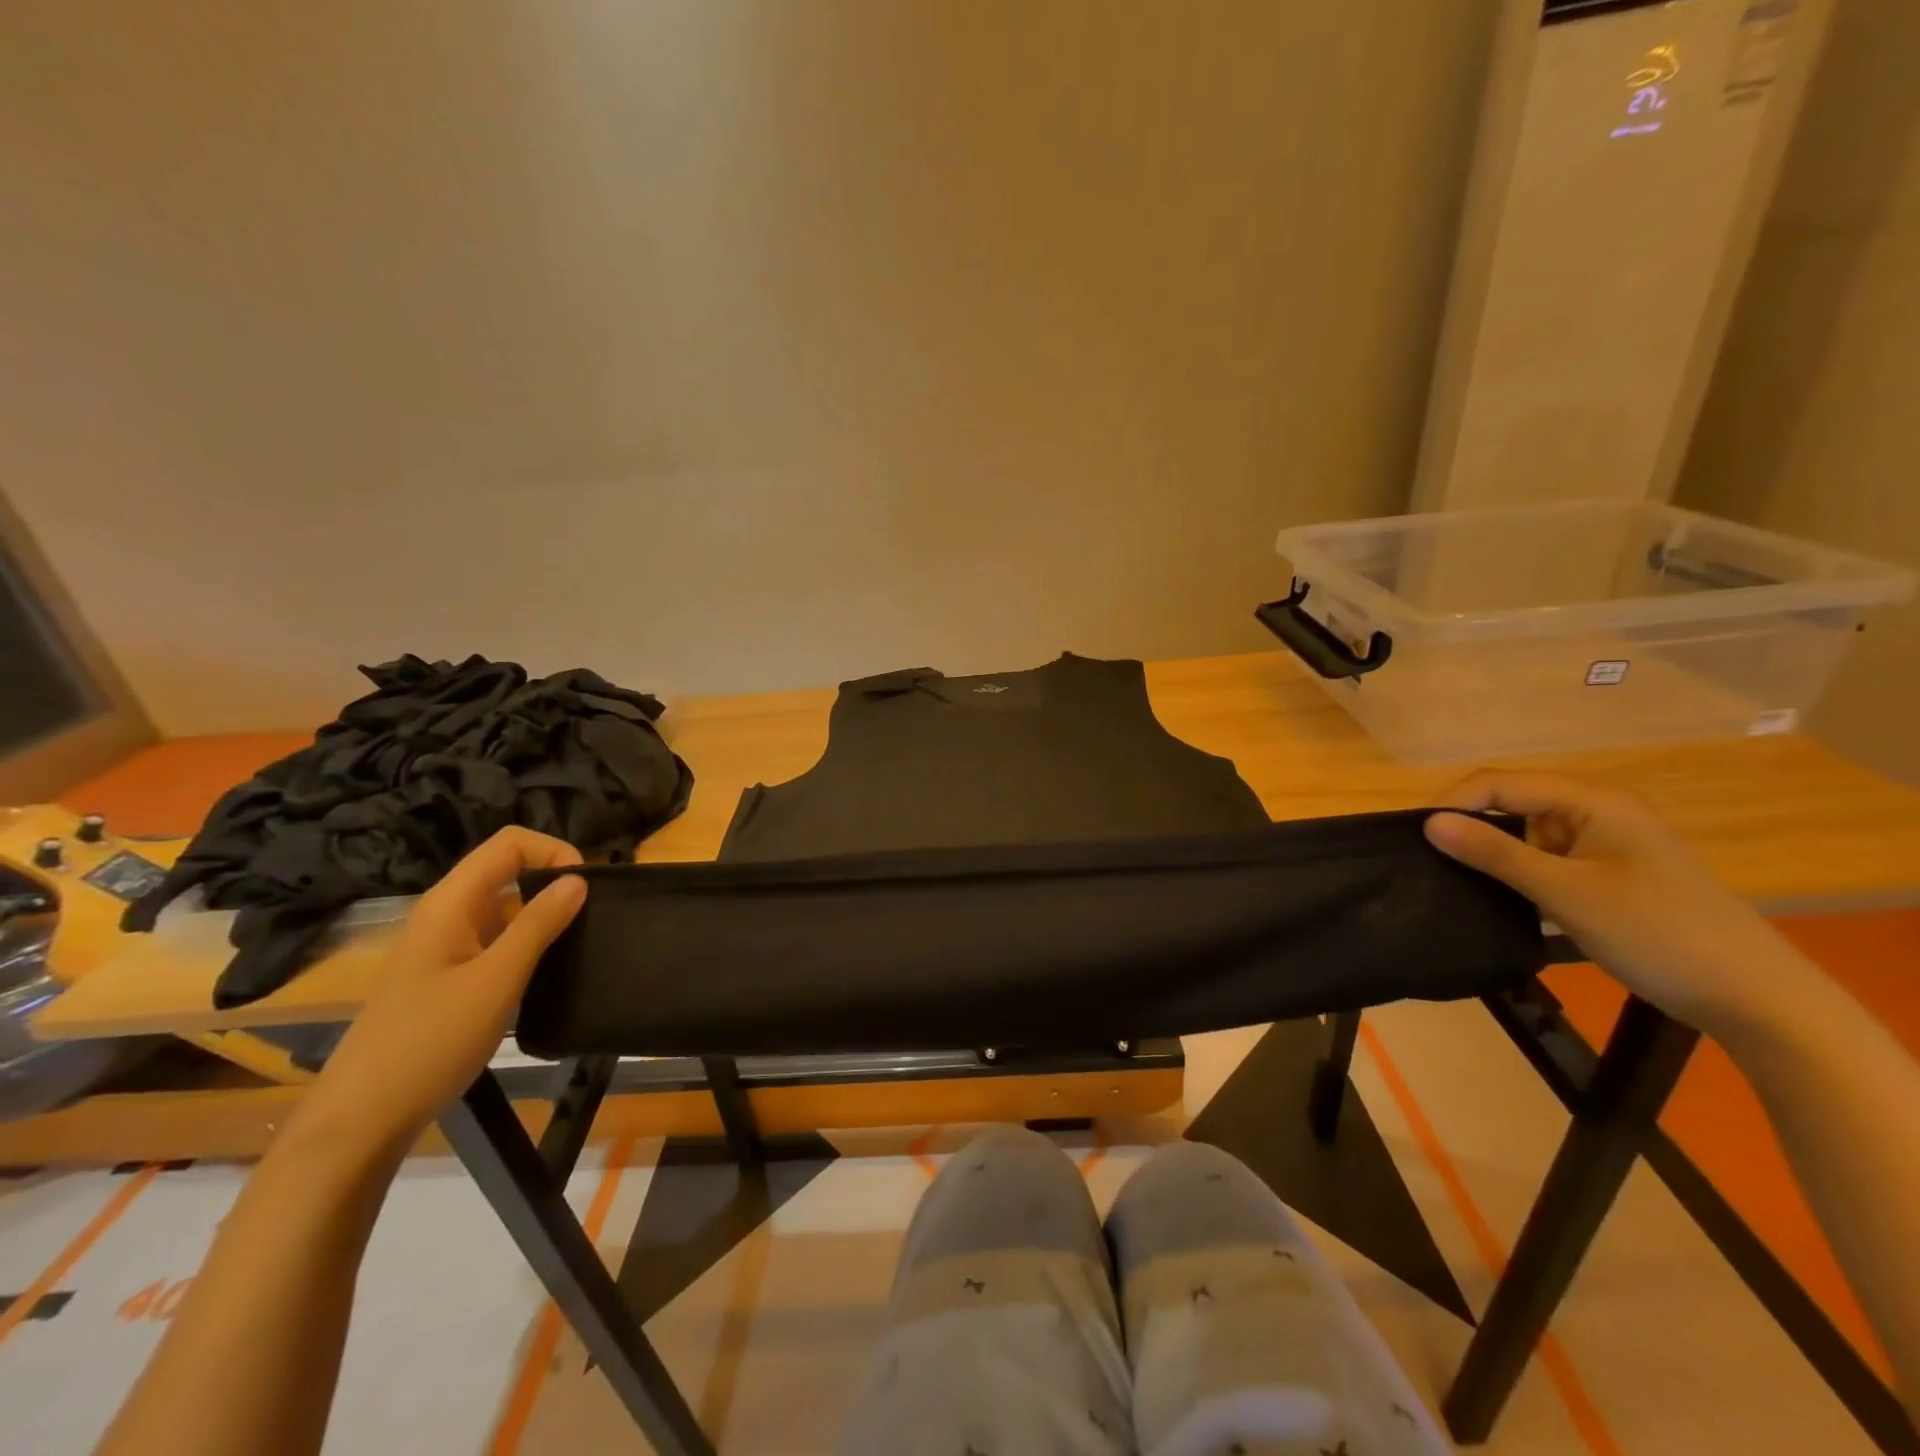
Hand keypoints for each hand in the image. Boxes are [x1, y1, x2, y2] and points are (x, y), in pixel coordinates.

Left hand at [293, 828, 587, 1156]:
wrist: (362, 1118)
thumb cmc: (431, 1040)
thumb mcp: (498, 979)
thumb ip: (539, 924)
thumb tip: (578, 880)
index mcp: (451, 902)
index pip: (510, 844)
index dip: (554, 851)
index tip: (586, 888)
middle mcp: (445, 913)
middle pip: (507, 869)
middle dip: (553, 881)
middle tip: (590, 917)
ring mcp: (442, 945)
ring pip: (503, 907)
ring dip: (542, 915)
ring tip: (576, 944)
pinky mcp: (445, 975)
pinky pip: (494, 939)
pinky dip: (525, 943)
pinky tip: (544, 974)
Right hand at [1424, 771, 1805, 1037]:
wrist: (1754, 997)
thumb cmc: (1657, 933)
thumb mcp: (1565, 892)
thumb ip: (1494, 854)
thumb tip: (1428, 822)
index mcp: (1592, 800)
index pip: (1500, 783)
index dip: (1453, 803)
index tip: (1415, 837)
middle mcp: (1596, 810)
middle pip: (1511, 802)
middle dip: (1468, 826)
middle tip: (1427, 859)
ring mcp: (1604, 841)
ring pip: (1525, 832)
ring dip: (1491, 852)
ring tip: (1452, 878)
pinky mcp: (1606, 872)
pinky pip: (1544, 858)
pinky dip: (1517, 871)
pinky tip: (1496, 894)